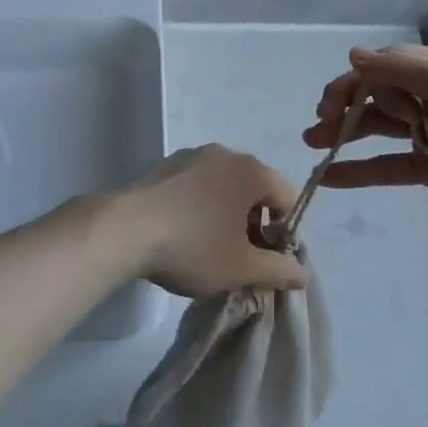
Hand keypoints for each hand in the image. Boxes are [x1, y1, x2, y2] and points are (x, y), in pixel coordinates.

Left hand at [106, 145, 306, 297]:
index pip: (287, 198)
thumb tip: (302, 272)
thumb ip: (279, 270)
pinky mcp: (163, 166)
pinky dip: (198, 206)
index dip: (284, 232)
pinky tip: (181, 234)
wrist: (124, 230)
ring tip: (208, 249)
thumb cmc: (193, 246)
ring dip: (226, 215)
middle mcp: (224, 154)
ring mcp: (191, 156)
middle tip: (239, 258)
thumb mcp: (242, 268)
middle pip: (254, 190)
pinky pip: (195, 186)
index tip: (265, 260)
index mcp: (251, 170)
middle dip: (254, 224)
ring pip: (223, 187)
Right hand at [303, 45, 427, 252]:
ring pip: (378, 128)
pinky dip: (359, 169)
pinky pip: (388, 164)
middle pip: (379, 94)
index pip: (389, 64)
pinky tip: (329, 176)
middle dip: (345, 105)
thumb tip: (355, 54)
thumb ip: (403, 69)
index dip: (357, 80)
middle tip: (317, 121)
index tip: (332, 101)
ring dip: (344, 133)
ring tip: (310, 143)